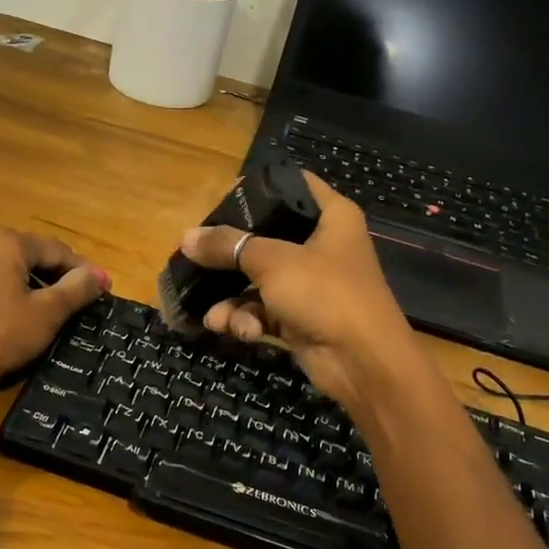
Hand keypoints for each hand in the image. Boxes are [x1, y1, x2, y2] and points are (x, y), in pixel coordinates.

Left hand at [0, 229, 109, 413]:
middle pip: (30, 253)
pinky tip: (18, 310)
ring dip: (32, 282)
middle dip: (57, 274)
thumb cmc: (0, 335)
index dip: (82, 269)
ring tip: (53, 306)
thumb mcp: (47, 313)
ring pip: (8, 265)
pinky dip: (8, 288)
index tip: (102, 288)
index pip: (55, 249)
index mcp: (5, 242)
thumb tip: (100, 275)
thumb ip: (77, 289)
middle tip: (80, 298)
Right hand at [178, 175, 428, 413]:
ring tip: (214, 315)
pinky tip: (237, 330)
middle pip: (267, 235)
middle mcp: (322, 246)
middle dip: (230, 252)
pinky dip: (247, 319)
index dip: (261, 188)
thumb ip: (228, 245)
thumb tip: (186, 237)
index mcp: (332, 217)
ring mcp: (311, 284)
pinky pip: (263, 309)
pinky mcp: (300, 317)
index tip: (225, 195)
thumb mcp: (272, 262)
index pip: (295, 185)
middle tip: (198, 255)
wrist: (363, 362)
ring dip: (232, 298)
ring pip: (257, 279)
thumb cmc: (325, 293)